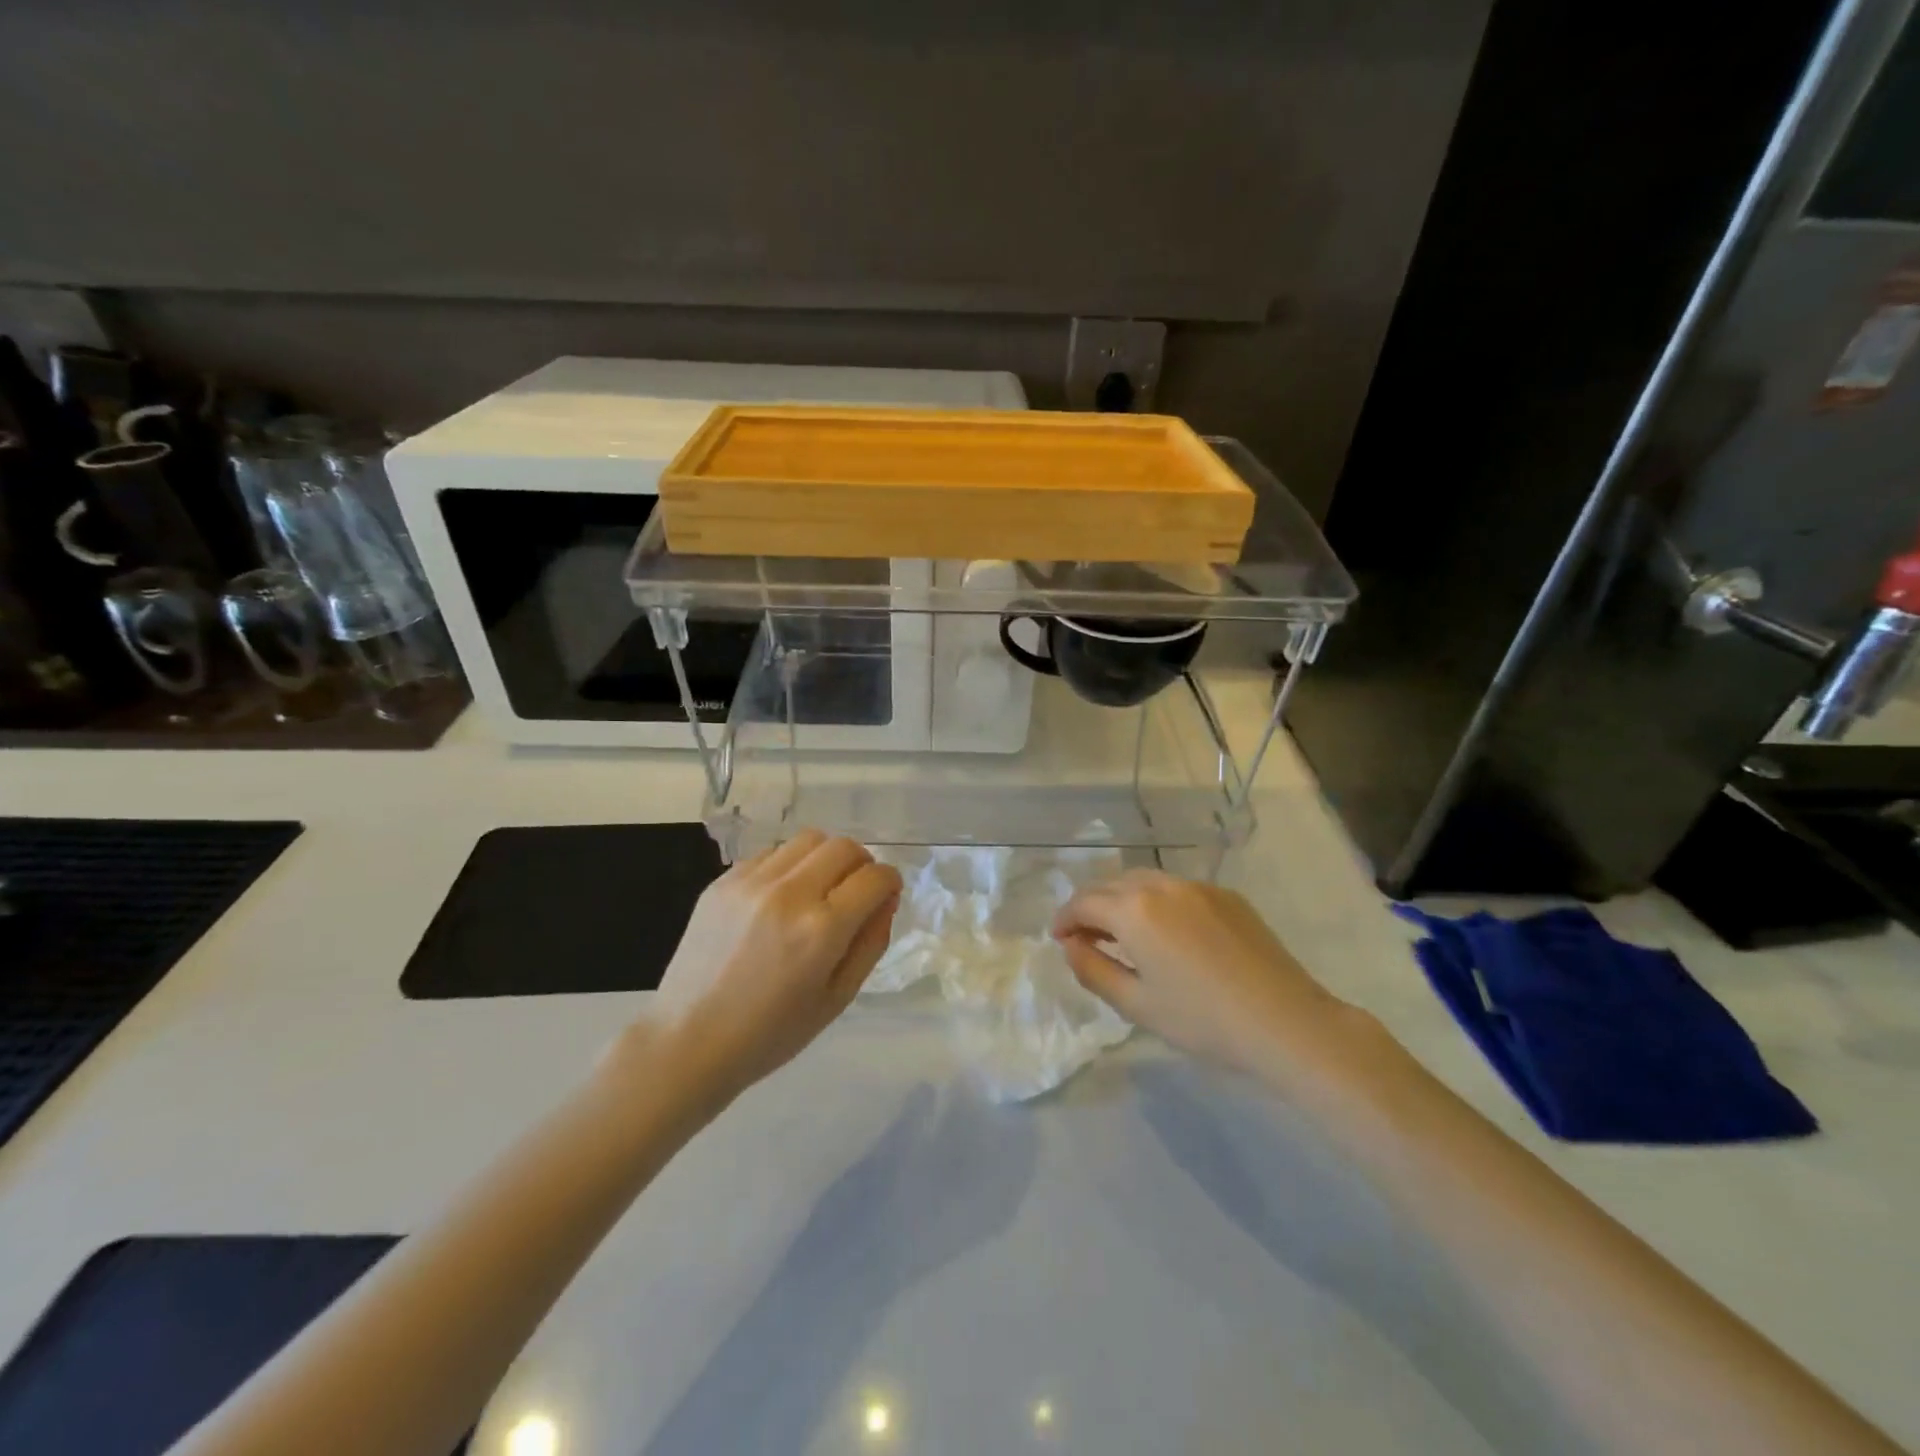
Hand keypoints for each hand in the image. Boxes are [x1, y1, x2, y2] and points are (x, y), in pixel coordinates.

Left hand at [645, 830, 901, 1101]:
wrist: (687, 1041)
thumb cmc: (771, 1033)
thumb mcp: (837, 998)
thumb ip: (871, 943)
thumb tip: (886, 900)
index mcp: (822, 929)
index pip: (875, 878)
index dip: (890, 883)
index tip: (885, 897)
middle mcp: (789, 893)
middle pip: (845, 847)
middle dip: (862, 864)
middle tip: (856, 892)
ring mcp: (751, 882)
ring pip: (809, 839)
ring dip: (826, 858)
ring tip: (818, 890)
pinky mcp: (723, 881)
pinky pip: (772, 853)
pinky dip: (789, 866)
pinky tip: (780, 898)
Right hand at [1051, 870, 1348, 1076]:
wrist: (1285, 1021)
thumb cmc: (1202, 1019)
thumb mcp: (1136, 1004)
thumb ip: (1093, 969)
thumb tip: (1071, 945)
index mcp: (1134, 910)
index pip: (1084, 903)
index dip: (1064, 919)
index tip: (1058, 938)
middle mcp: (1162, 885)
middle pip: (1112, 884)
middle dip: (1090, 905)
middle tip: (1084, 935)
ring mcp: (1198, 886)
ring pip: (1145, 880)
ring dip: (1123, 899)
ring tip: (1121, 931)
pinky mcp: (1226, 895)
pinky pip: (1177, 889)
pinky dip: (1156, 901)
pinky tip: (1166, 932)